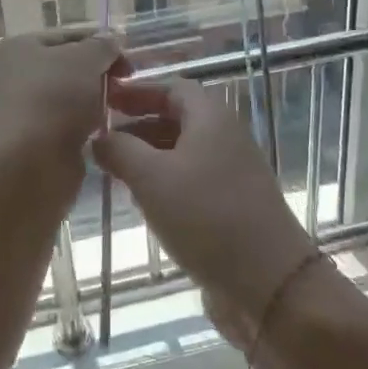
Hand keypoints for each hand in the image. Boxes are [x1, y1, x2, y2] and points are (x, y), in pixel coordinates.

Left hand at [0, 31, 124, 189]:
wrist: (28, 165)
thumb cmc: (54, 98)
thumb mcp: (85, 59)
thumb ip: (102, 46)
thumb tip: (111, 40)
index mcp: (17, 47)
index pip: (67, 36)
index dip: (100, 44)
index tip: (127, 63)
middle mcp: (11, 76)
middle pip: (65, 67)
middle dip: (97, 74)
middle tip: (123, 86)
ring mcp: (18, 110)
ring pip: (66, 98)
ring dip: (91, 102)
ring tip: (115, 109)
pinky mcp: (28, 142)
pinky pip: (63, 126)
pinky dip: (81, 127)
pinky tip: (100, 132)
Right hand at [93, 76, 317, 341]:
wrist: (269, 281)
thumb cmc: (206, 216)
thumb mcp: (152, 178)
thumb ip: (120, 151)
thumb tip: (98, 137)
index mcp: (211, 117)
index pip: (171, 87)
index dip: (137, 91)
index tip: (104, 99)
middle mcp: (225, 136)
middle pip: (177, 118)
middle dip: (138, 124)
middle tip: (101, 138)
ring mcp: (233, 172)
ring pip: (183, 151)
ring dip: (149, 155)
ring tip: (113, 170)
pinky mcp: (233, 204)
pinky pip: (192, 179)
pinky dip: (165, 181)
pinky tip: (143, 201)